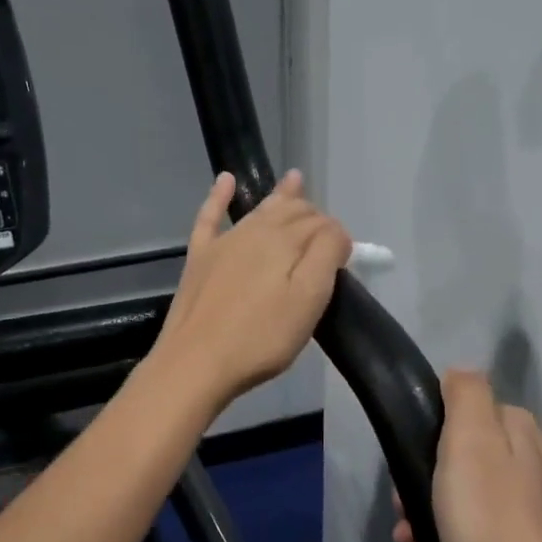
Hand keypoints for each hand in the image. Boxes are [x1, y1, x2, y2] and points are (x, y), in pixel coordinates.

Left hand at [151, 169, 349, 409]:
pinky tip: (225, 180)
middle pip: (292, 212)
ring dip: (280, 196)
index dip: (337, 237)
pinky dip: (218, 196)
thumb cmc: (261, 337)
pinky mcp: (199, 258)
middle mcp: (255, 231)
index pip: (322, 225)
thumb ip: (327, 255)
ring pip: (259, 210)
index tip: (345, 260)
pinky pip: (210, 217)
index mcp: (285, 240)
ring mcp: (223, 242)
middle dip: (312, 216)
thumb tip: (335, 231)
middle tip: (326, 235)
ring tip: (294, 179)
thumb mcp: (308, 299)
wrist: (197, 362)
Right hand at [392, 369, 541, 541]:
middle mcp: (536, 458)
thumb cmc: (491, 521)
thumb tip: (460, 372)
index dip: (428, 436)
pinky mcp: (537, 541)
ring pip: (470, 492)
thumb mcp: (470, 443)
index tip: (407, 469)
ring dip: (433, 512)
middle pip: (464, 455)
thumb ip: (466, 396)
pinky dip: (456, 537)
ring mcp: (540, 502)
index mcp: (520, 429)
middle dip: (426, 480)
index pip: (464, 411)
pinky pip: (484, 525)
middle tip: (405, 512)